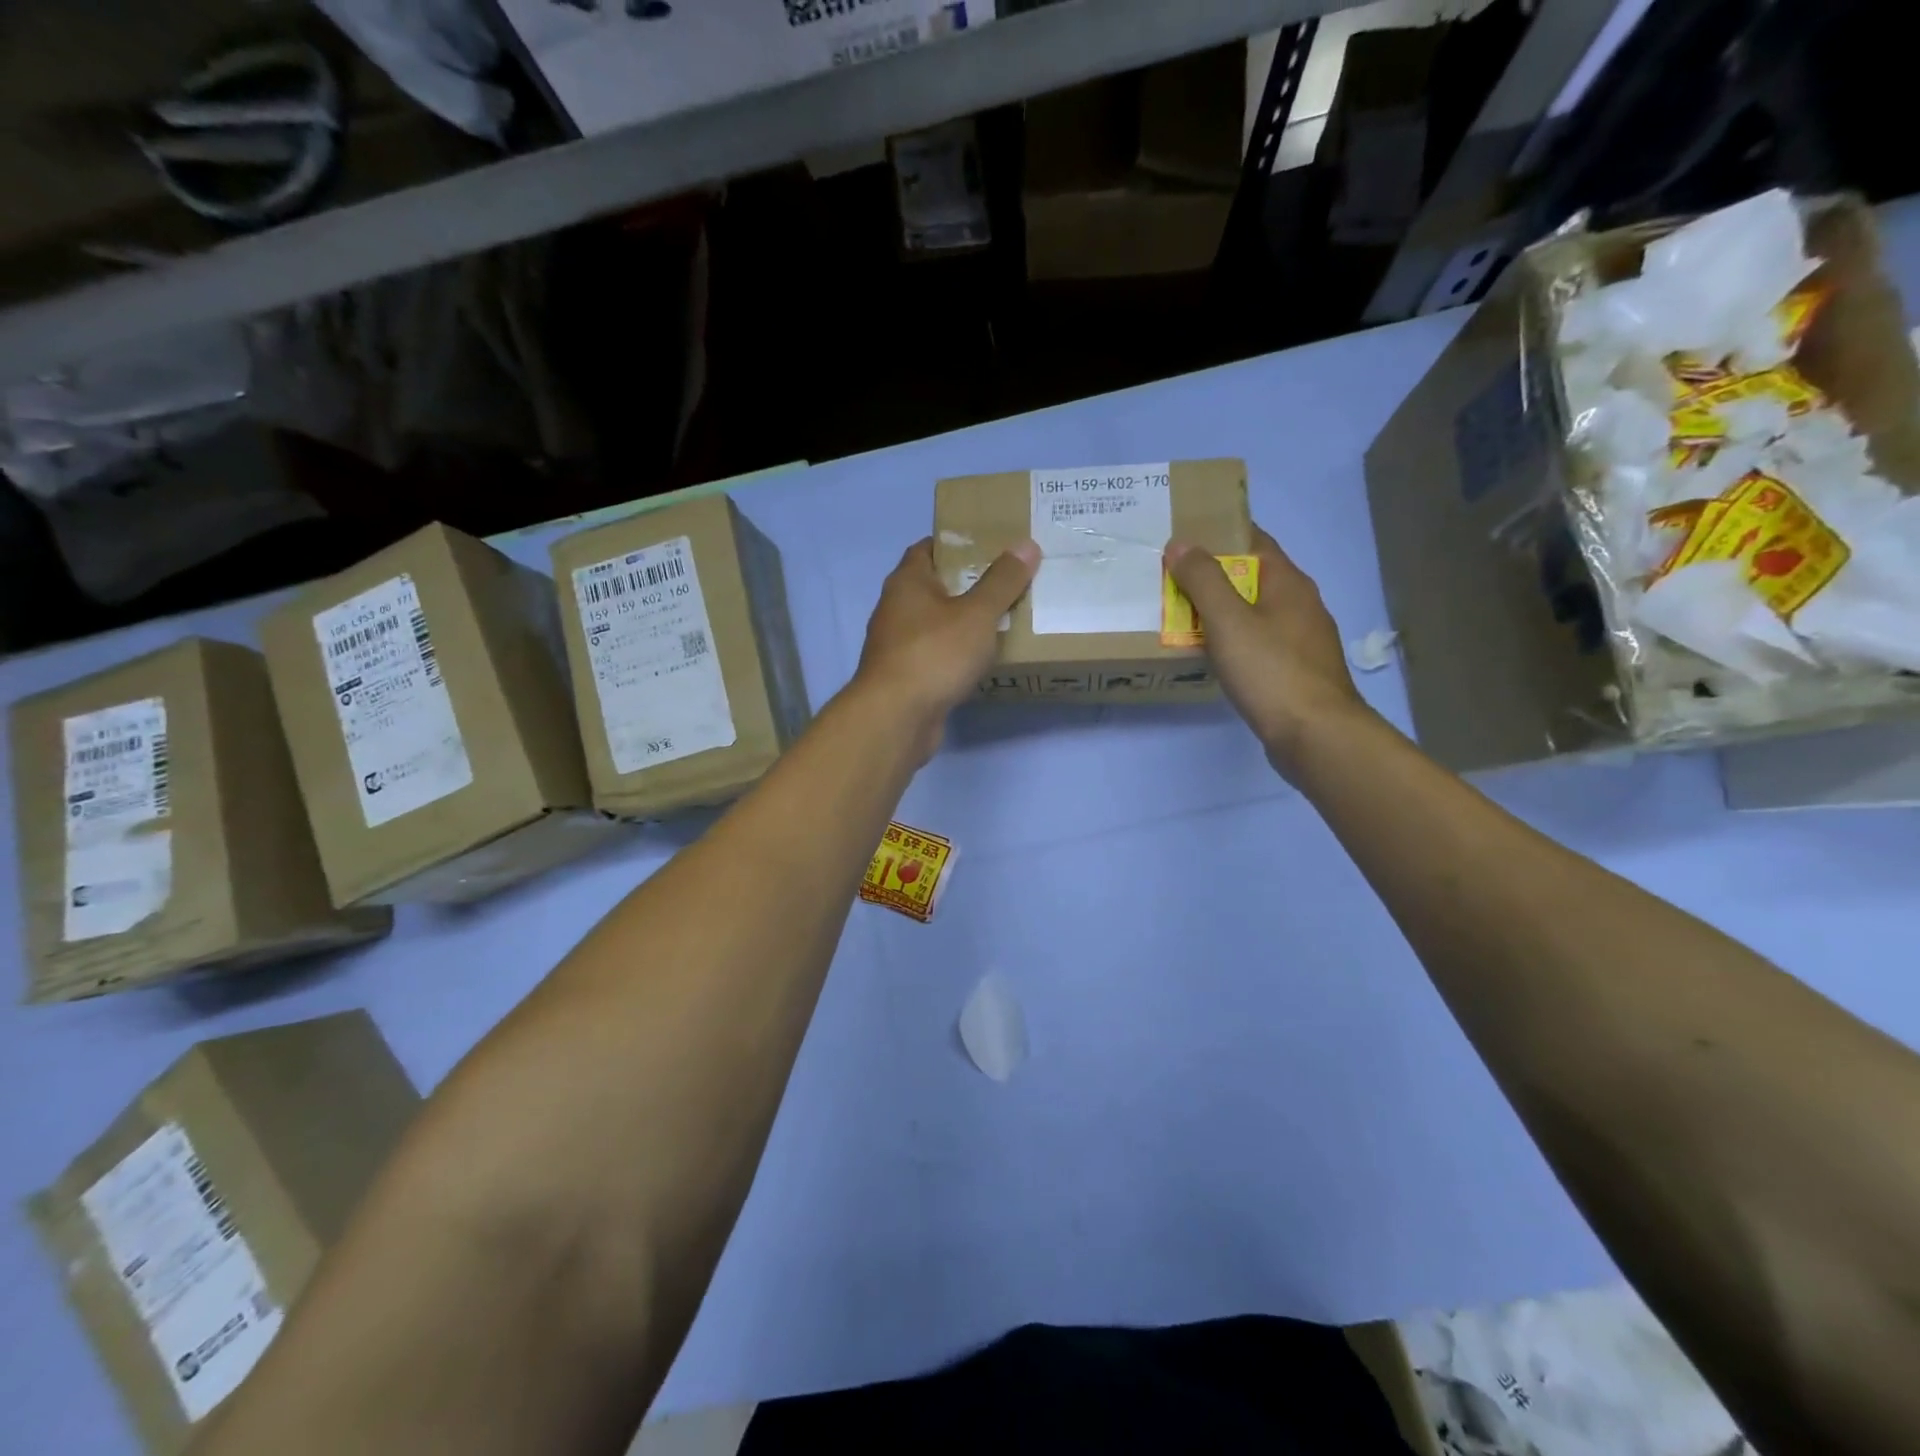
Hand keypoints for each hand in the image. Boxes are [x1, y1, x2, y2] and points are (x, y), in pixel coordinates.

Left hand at [853, 537, 1039, 756]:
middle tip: (1008, 583)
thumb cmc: (934, 654)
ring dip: (962, 623)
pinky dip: (956, 654)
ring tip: (1003, 620)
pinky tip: (981, 661)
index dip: (957, 544)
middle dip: (967, 584)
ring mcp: (897, 646)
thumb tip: (1026, 545)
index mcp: (907, 582)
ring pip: (935, 624)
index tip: (991, 546)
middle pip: (934, 587)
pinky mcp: (905, 677)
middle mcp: (896, 609)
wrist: (896, 717)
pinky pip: (936, 656)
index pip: (928, 548)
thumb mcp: (976, 614)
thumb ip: (1002, 581)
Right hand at [1164, 526, 1368, 779]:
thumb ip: (1203, 581)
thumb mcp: (1228, 620)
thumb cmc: (1271, 670)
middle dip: (1215, 577)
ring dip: (1223, 613)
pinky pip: (1259, 644)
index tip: (1184, 538)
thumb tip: (1181, 543)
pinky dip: (1234, 642)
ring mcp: (1302, 641)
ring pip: (1256, 614)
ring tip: (1183, 618)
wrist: (1315, 735)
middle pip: (1253, 578)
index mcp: (1289, 583)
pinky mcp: (1297, 672)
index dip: (1221, 535)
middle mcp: (1301, 605)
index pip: (1255, 542)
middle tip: (1172, 581)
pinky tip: (1213, 656)